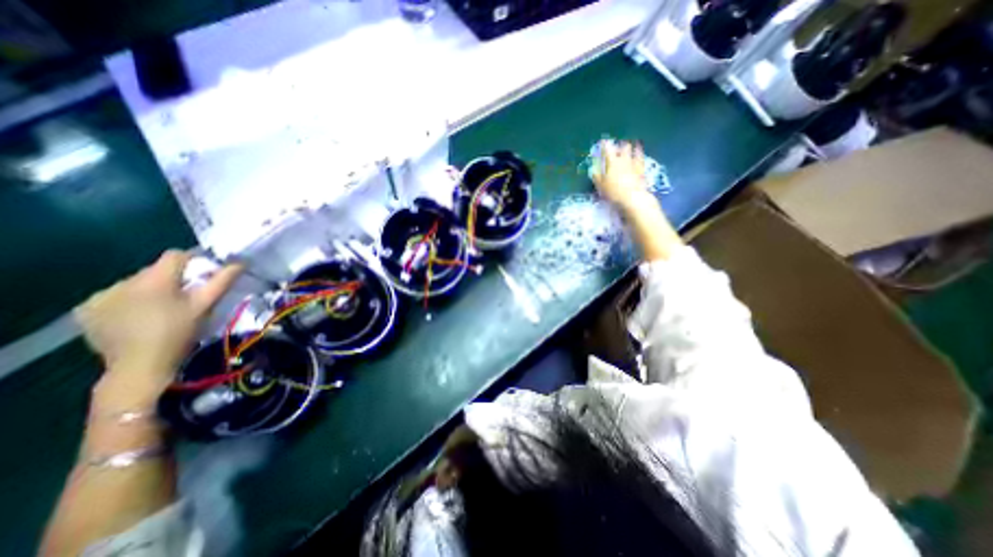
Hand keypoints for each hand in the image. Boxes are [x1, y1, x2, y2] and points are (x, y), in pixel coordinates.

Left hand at [73, 251, 240, 384]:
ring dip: (149, 291)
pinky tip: (136, 317)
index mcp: (154, 279)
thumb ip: (221, 281)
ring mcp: (100, 296)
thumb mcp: (205, 306)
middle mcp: (123, 282)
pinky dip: (127, 302)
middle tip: (185, 297)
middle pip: (154, 270)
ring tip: (161, 309)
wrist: (140, 365)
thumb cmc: (180, 332)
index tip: (203, 274)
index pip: (175, 255)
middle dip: (171, 279)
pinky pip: (113, 297)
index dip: (193, 261)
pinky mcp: (86, 311)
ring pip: (134, 284)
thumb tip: (240, 263)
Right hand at [589, 138, 653, 211]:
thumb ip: (596, 176)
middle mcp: (624, 159)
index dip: (604, 144)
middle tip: (617, 146)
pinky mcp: (642, 170)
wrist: (633, 197)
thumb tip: (593, 170)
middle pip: (623, 147)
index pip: (607, 149)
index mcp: (612, 162)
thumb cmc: (613, 191)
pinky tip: (640, 154)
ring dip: (632, 147)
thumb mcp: (600, 186)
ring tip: (631, 145)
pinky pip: (641, 159)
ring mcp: (634, 163)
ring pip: (634, 150)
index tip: (602, 141)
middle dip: (620, 145)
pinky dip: (639, 154)